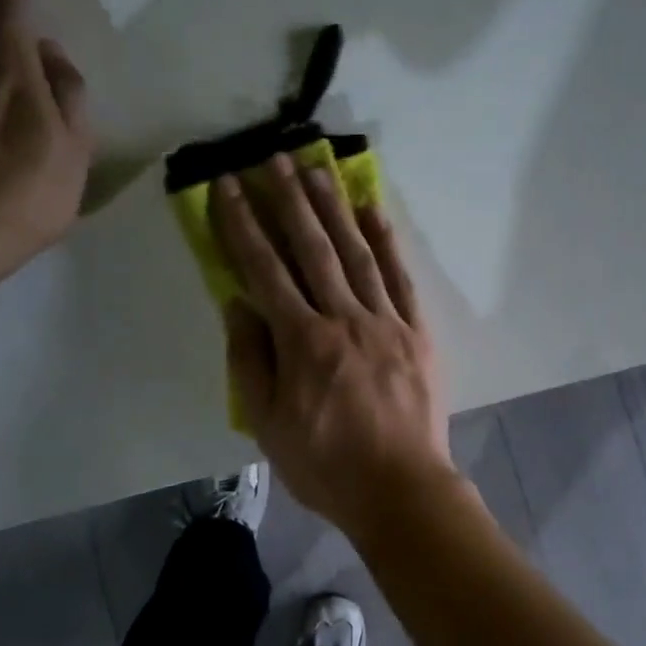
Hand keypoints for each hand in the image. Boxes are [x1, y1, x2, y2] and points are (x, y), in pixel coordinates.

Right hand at [210, 154, 455, 531]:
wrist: (400, 487)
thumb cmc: (325, 464)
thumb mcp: (267, 423)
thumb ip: (250, 359)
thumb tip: (238, 302)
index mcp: (302, 340)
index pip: (264, 269)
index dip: (243, 224)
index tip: (229, 186)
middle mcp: (343, 317)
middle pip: (312, 248)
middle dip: (290, 200)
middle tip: (274, 157)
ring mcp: (385, 320)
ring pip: (356, 252)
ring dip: (335, 208)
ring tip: (318, 169)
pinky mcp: (417, 330)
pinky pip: (400, 277)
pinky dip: (388, 241)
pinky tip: (374, 211)